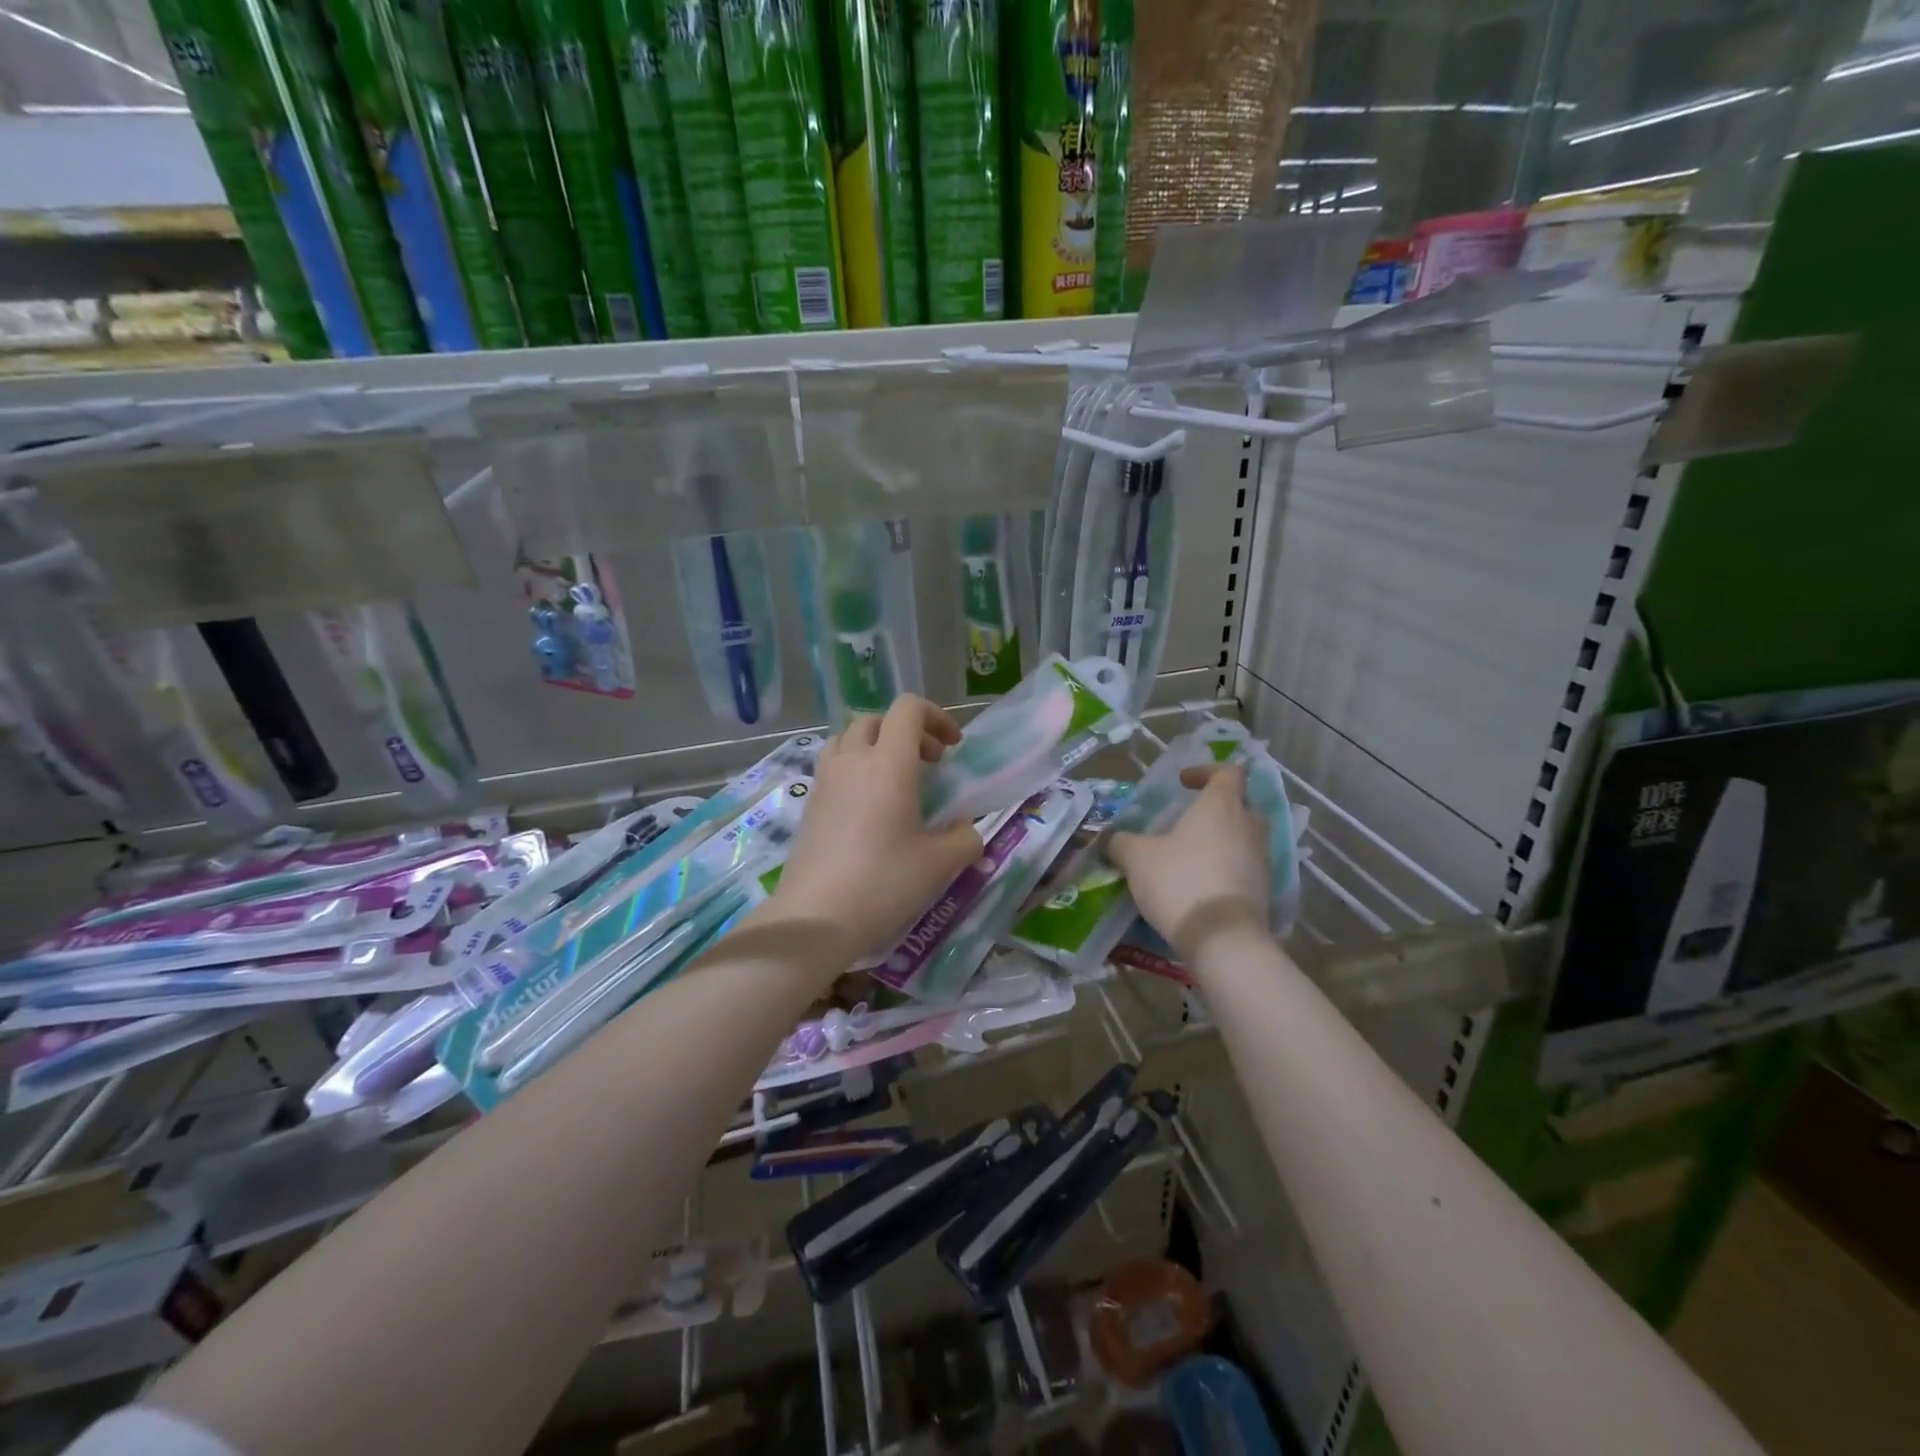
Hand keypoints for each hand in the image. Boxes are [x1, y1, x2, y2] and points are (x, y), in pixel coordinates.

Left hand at [758, 695, 983, 966]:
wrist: (815, 917)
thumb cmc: (884, 883)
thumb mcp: (940, 865)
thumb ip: (964, 839)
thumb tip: (965, 829)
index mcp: (889, 763)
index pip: (908, 709)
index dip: (936, 717)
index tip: (952, 748)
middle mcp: (853, 760)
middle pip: (877, 719)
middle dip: (908, 732)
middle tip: (929, 764)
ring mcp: (825, 780)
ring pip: (849, 738)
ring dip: (876, 745)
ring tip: (895, 780)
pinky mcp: (810, 803)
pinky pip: (834, 764)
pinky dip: (855, 768)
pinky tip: (869, 807)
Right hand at [1108, 765, 1271, 964]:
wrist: (1223, 939)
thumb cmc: (1180, 882)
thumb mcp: (1137, 858)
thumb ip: (1121, 842)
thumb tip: (1111, 839)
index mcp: (1222, 805)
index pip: (1227, 771)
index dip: (1205, 771)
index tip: (1183, 782)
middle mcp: (1249, 826)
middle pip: (1241, 804)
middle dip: (1216, 808)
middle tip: (1188, 821)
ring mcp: (1262, 859)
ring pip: (1245, 837)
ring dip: (1222, 840)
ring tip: (1190, 855)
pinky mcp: (1265, 890)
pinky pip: (1245, 867)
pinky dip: (1227, 868)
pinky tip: (1200, 884)